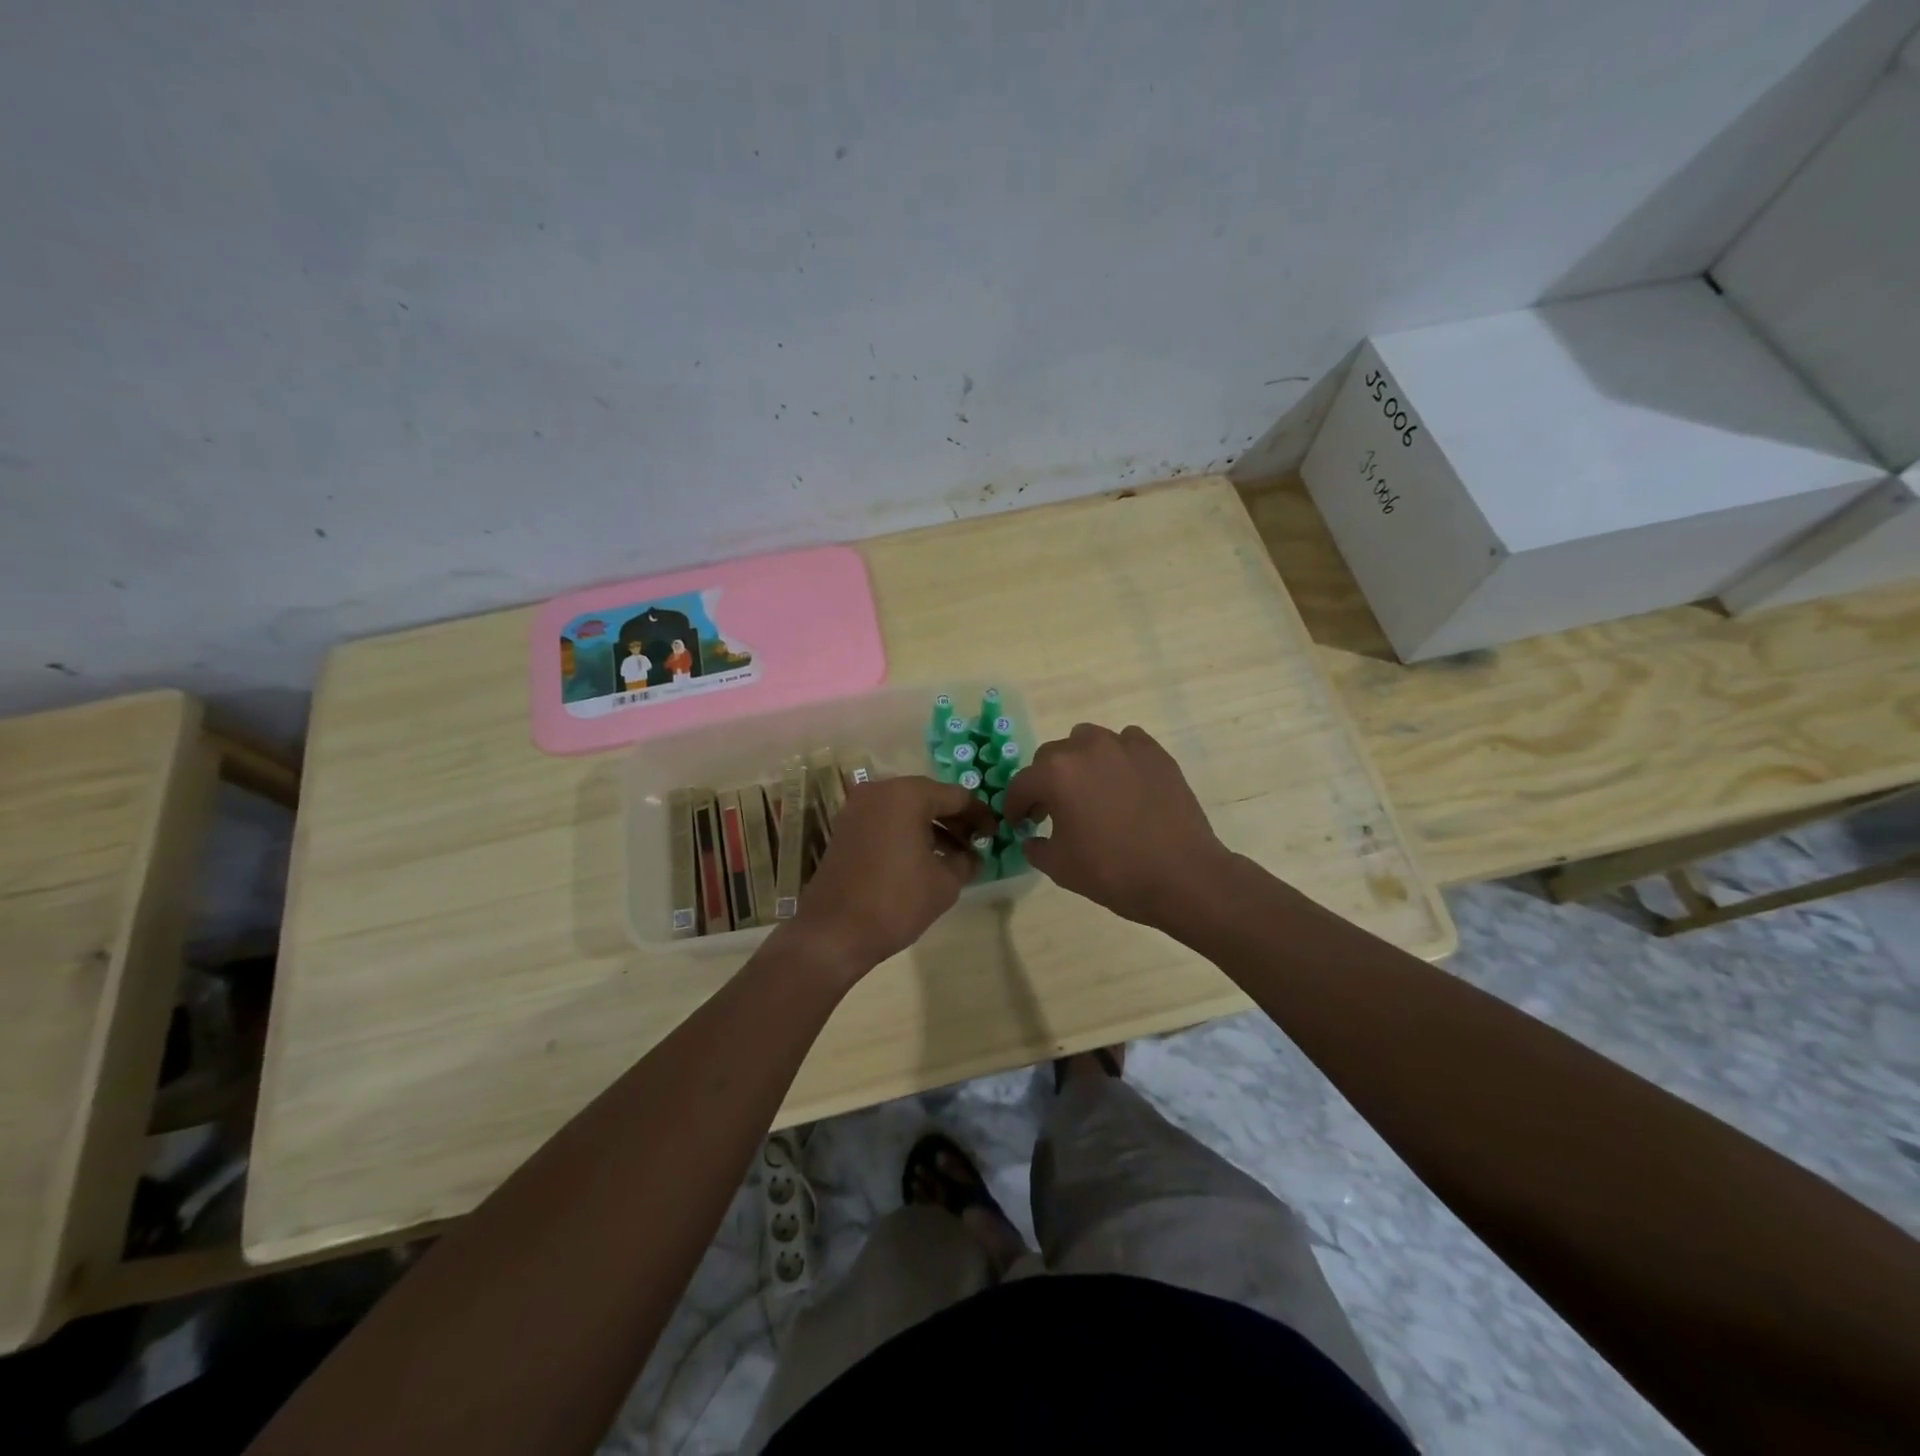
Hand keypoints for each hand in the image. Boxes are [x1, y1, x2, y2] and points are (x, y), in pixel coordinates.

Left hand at [790, 775, 996, 974]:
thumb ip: (966, 860)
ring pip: (906, 808)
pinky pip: (885, 820)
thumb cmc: (896, 902)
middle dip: (955, 820)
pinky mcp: (845, 827)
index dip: (980, 816)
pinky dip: (906, 832)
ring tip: (953, 856)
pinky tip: (922, 859)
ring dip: (931, 827)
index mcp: (907, 795)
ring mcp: (857, 807)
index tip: (994, 836)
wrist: (833, 932)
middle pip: (929, 797)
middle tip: (975, 845)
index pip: (957, 796)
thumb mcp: (945, 883)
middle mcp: (880, 791)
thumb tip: (972, 855)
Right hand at [1001, 723, 1231, 930]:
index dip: (1015, 806)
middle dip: (1045, 782)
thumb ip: (1036, 847)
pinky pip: (1125, 743)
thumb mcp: (1060, 867)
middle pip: (1051, 757)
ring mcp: (1124, 746)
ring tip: (1089, 790)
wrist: (1181, 876)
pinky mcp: (1155, 752)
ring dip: (1079, 762)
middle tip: (1052, 810)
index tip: (1019, 822)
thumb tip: (1033, 838)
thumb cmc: (1112, 872)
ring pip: (1087, 741)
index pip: (1021, 784)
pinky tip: (1123, 782)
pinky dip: (1117, 757)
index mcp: (1056, 774)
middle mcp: (1086, 748)